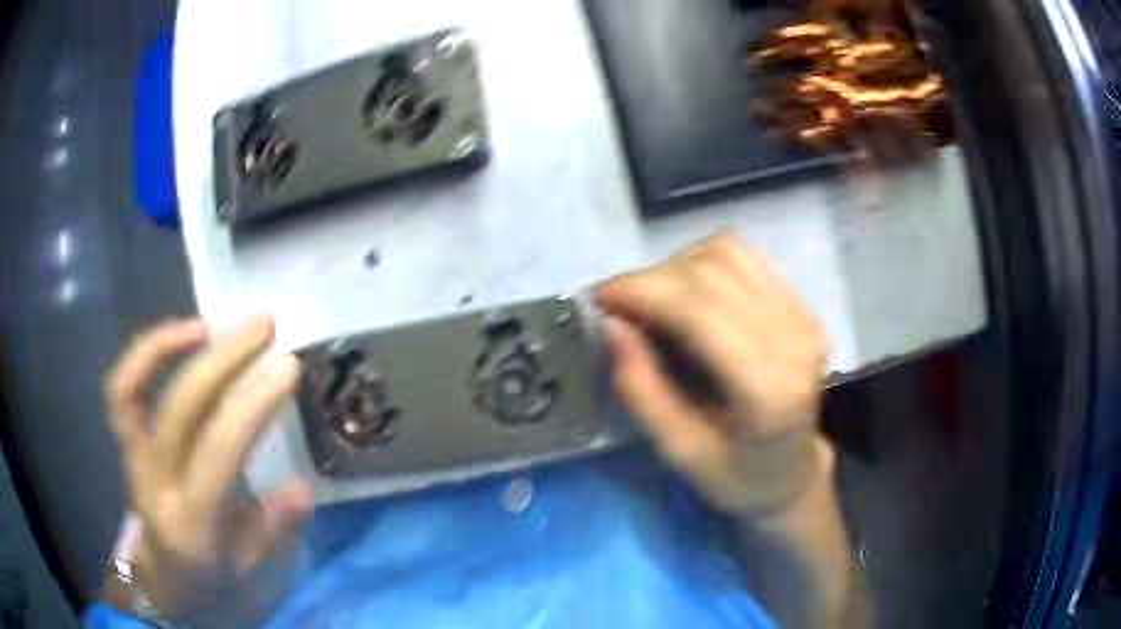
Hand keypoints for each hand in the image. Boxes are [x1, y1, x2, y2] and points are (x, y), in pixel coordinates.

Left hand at [102, 315, 312, 614]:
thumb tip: (303, 486)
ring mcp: (132, 457)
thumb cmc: (209, 570)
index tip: (286, 366)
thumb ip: (274, 526)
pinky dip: (146, 354)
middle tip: (264, 326)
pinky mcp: (124, 441)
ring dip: (171, 344)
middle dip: (223, 360)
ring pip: (134, 389)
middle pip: (179, 409)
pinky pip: (122, 389)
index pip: (217, 453)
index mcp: (191, 522)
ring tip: (216, 323)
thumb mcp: (249, 564)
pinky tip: (181, 338)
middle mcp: (153, 483)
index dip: (250, 404)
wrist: (161, 574)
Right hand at [598, 234, 829, 515]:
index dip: (642, 292)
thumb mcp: (677, 451)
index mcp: (768, 389)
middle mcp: (793, 340)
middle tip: (617, 303)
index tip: (599, 298)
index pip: (698, 311)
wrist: (791, 471)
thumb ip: (641, 389)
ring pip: (727, 253)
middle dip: (652, 279)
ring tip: (652, 299)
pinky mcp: (802, 306)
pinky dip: (703, 264)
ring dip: (677, 266)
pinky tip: (686, 292)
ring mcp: (803, 317)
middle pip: (711, 273)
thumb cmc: (735, 475)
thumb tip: (611, 323)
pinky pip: (744, 258)